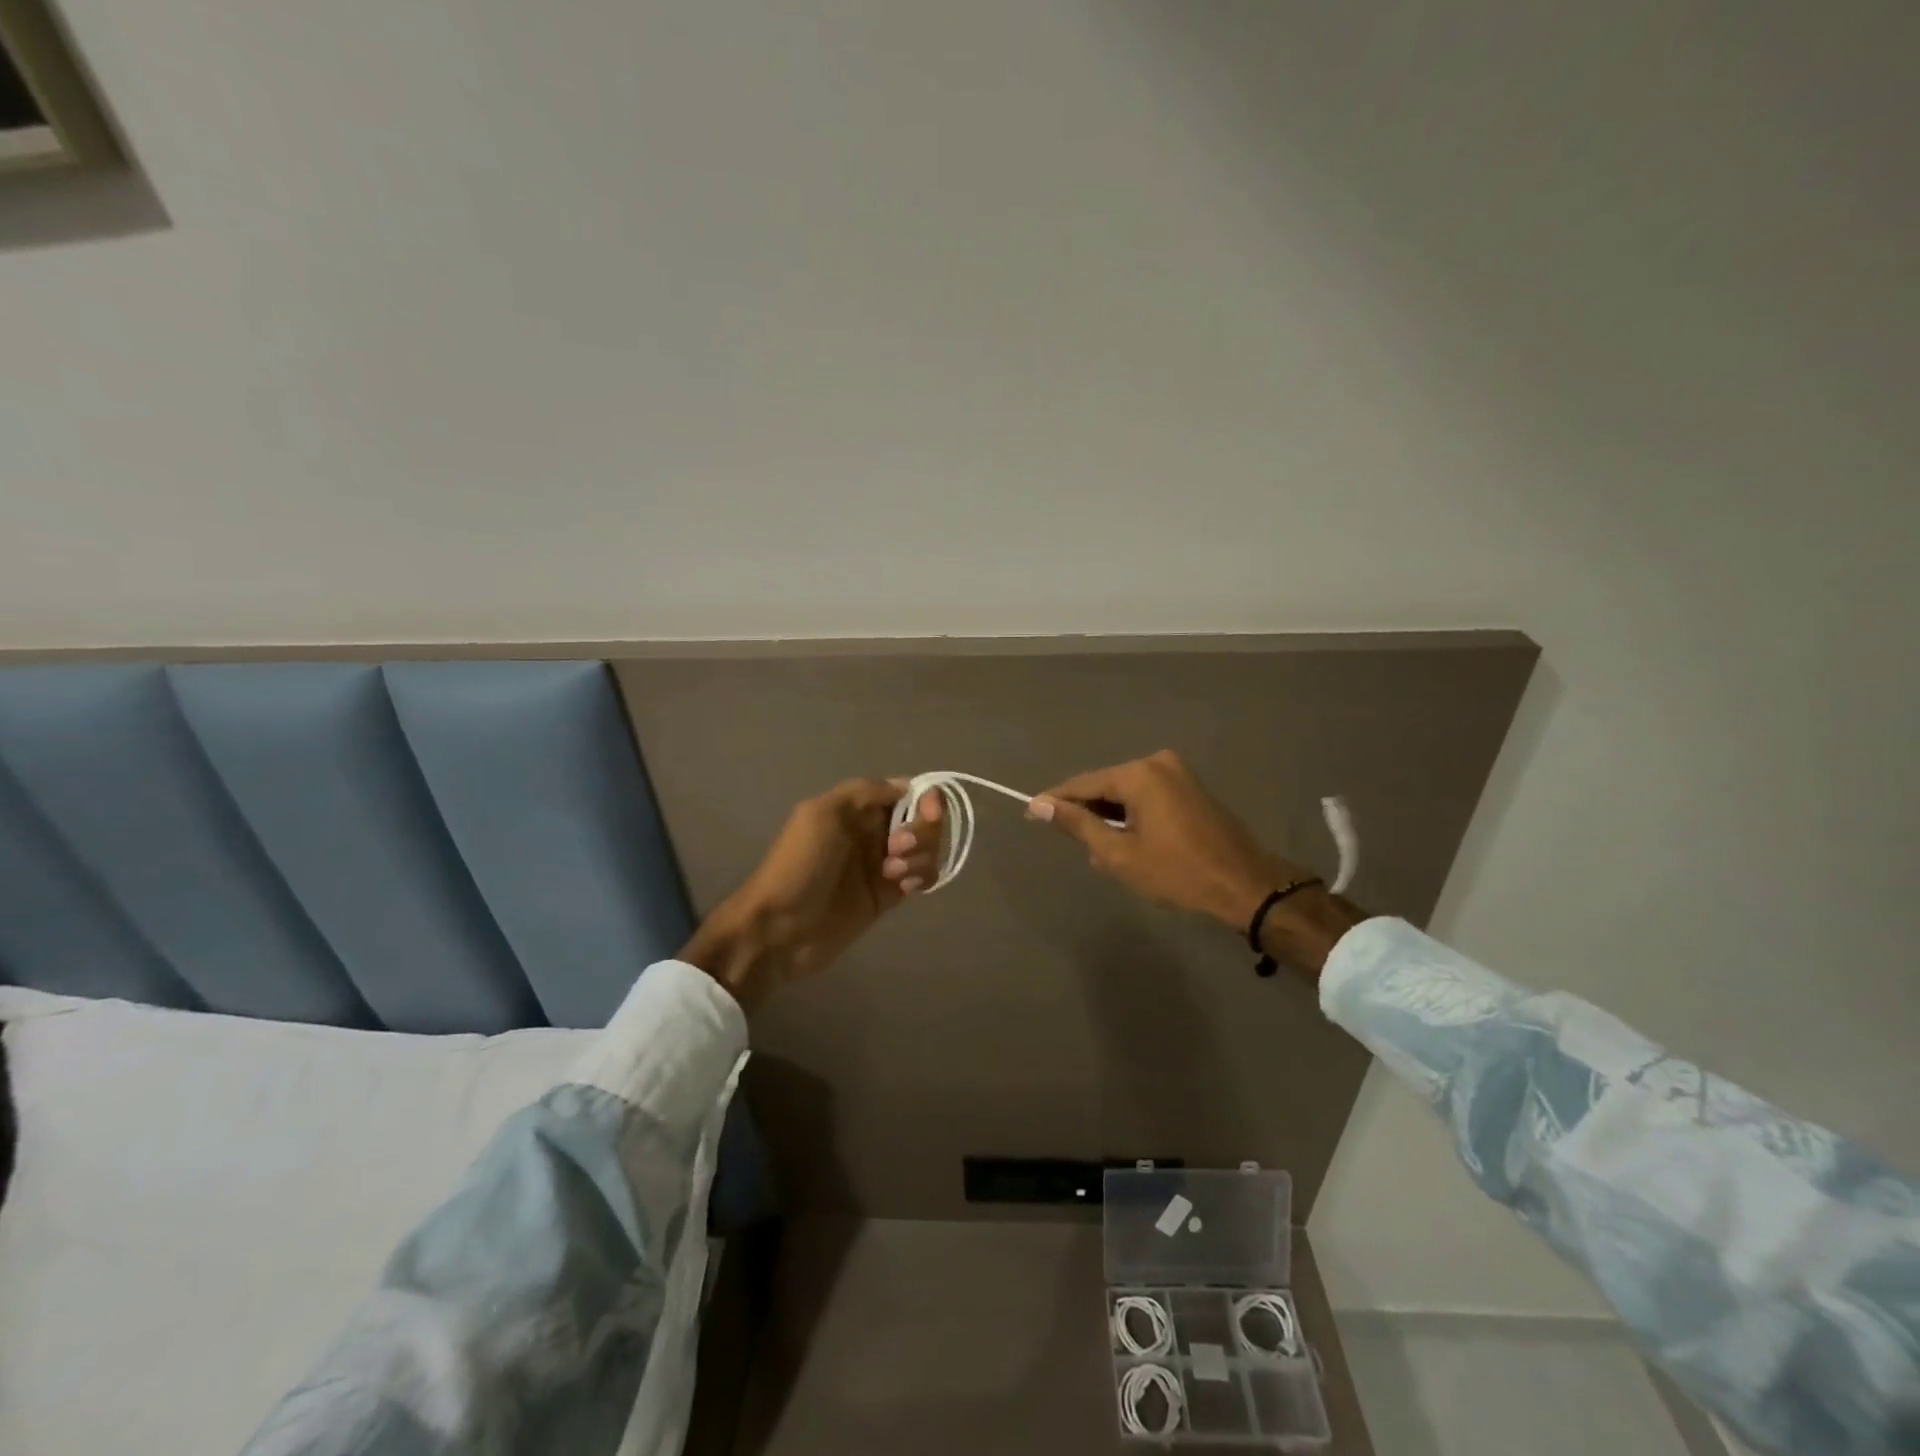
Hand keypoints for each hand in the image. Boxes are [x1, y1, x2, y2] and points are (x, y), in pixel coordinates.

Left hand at [680, 779, 942, 1008]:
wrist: (780, 929)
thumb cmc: (799, 865)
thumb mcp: (823, 814)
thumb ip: (865, 792)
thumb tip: (907, 787)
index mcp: (856, 808)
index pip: (904, 791)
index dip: (924, 797)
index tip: (929, 809)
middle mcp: (873, 831)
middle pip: (921, 819)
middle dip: (921, 830)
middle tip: (897, 847)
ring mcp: (882, 864)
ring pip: (925, 848)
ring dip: (921, 855)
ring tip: (892, 873)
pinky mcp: (888, 895)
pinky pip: (921, 877)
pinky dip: (922, 876)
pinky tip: (904, 886)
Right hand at [1026, 750, 1304, 930]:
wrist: (1244, 885)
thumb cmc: (1177, 872)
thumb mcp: (1118, 854)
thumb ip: (1078, 825)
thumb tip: (1040, 805)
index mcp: (1138, 774)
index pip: (1084, 783)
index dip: (1056, 800)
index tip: (1030, 813)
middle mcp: (1157, 762)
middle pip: (1105, 785)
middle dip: (1088, 813)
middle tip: (1077, 846)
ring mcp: (1177, 772)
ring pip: (1126, 792)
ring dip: (1111, 817)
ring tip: (1104, 852)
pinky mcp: (1190, 787)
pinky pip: (1146, 795)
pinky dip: (1132, 815)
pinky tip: (1130, 842)